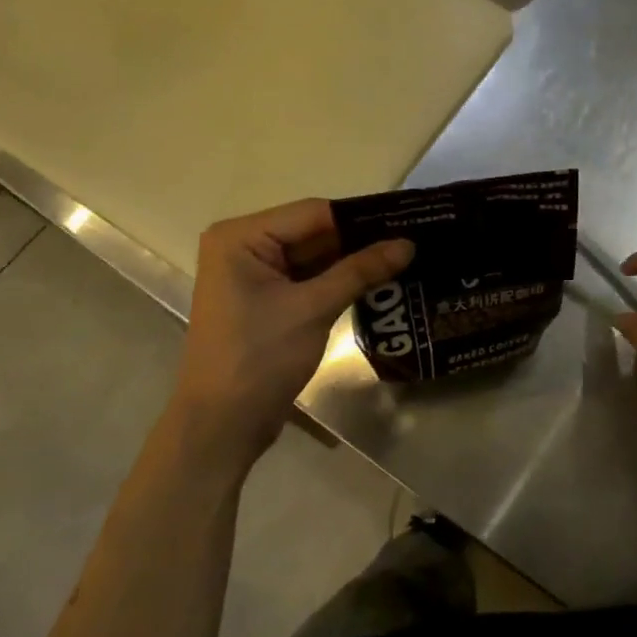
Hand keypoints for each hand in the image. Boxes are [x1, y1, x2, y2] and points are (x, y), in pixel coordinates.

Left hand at [174, 199, 412, 458]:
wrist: (223, 424)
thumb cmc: (259, 358)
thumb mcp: (313, 309)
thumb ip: (360, 271)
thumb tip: (408, 243)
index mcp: (241, 237)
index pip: (313, 213)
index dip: (361, 217)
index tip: (409, 219)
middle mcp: (243, 247)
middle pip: (313, 233)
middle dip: (360, 240)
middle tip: (413, 240)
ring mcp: (254, 276)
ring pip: (314, 258)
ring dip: (353, 262)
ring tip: (406, 258)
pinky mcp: (267, 301)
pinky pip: (309, 280)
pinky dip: (339, 282)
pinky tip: (379, 281)